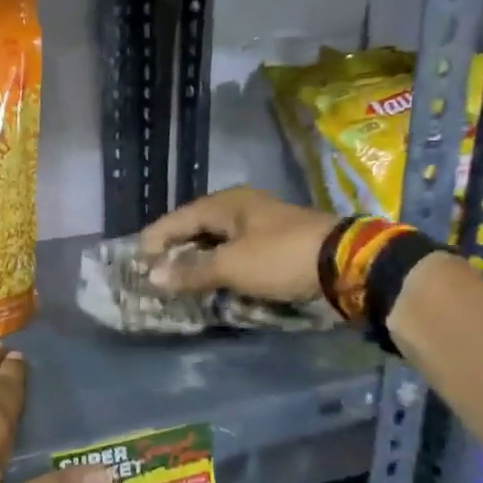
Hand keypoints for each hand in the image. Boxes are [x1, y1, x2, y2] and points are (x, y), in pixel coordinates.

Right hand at [139, 187, 338, 301]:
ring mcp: (260, 223)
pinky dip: (218, 264)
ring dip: (196, 258)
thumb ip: (191, 271)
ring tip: (177, 279)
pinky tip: (211, 278)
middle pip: (196, 226)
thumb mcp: (231, 266)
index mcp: (226, 204)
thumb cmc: (281, 257)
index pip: (178, 219)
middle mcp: (240, 207)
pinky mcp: (276, 241)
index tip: (136, 262)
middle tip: (153, 272)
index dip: (155, 240)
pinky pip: (234, 250)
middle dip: (174, 249)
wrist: (347, 263)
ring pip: (216, 239)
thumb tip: (152, 277)